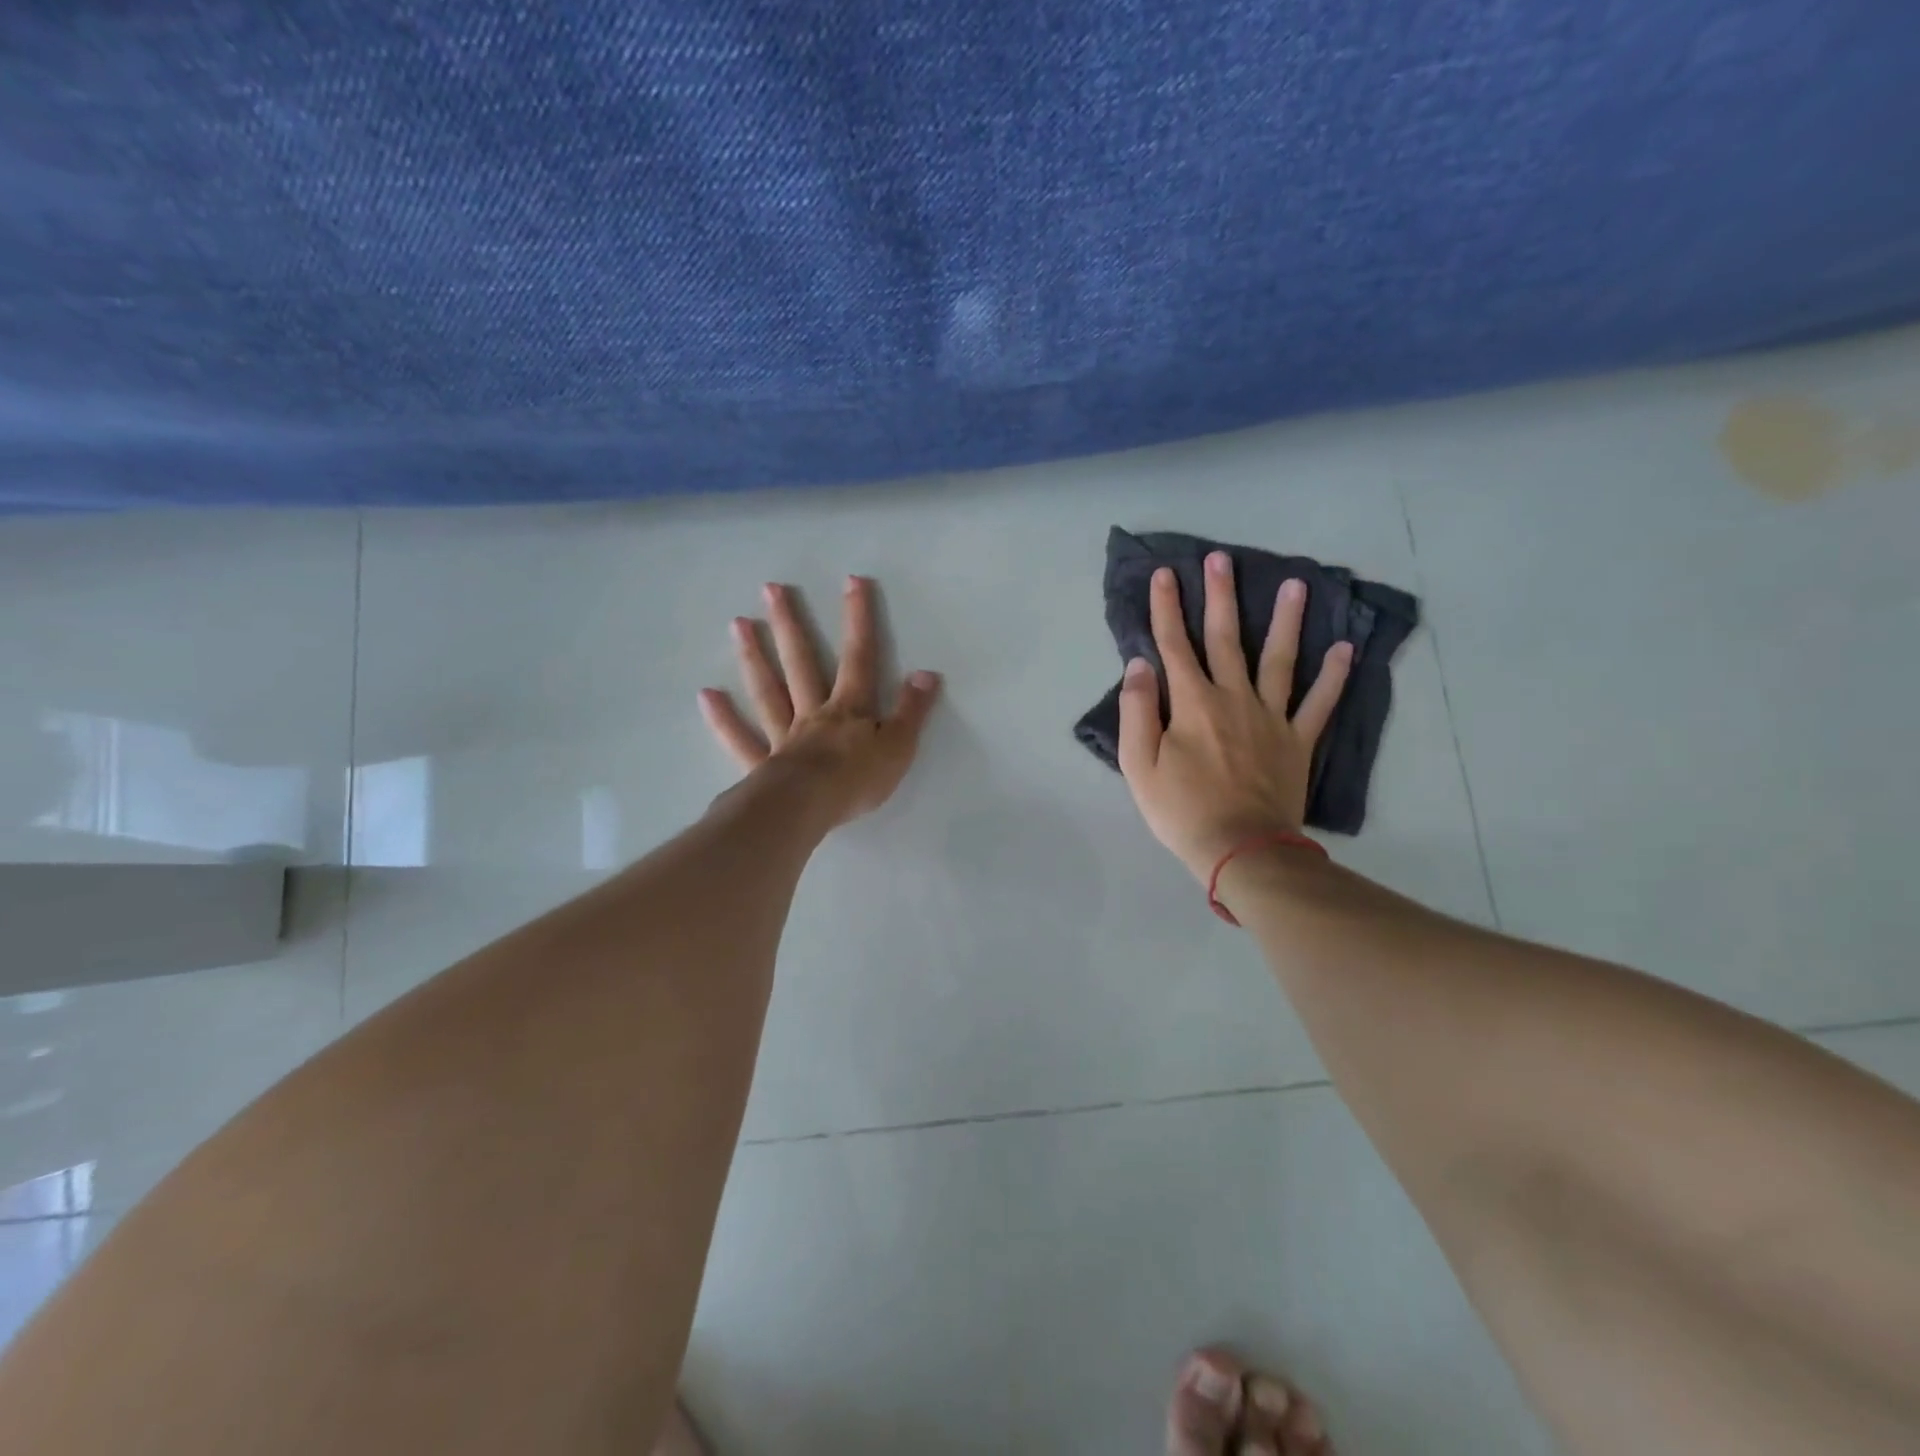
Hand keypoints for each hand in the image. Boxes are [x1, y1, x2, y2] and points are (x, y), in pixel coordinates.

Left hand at [699, 575, 940, 827]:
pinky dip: (723, 719)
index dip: (858, 620)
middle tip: (770, 589)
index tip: (852, 581)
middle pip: (801, 663)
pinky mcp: (762, 764)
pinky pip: (740, 739)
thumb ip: (912, 710)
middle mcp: (812, 713)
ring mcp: (783, 736)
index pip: (859, 657)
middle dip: (790, 625)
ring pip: (768, 691)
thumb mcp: (899, 746)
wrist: (808, 808)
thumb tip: (927, 673)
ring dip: (754, 657)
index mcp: (849, 708)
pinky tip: (707, 695)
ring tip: (738, 623)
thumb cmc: (857, 779)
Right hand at [1118, 552, 1351, 881]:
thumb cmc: (1181, 810)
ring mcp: (1271, 717)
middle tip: (1221, 559)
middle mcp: (1233, 698)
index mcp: (1192, 703)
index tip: (1166, 574)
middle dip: (1220, 596)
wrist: (1241, 849)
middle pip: (1226, 639)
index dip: (1167, 608)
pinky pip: (1319, 703)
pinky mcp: (1297, 741)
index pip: (1174, 645)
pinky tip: (1344, 649)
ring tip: (1296, 584)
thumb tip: (1140, 664)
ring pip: (1279, 659)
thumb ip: (1137, 711)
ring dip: (1286, 620)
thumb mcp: (1139, 765)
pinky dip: (1333, 676)